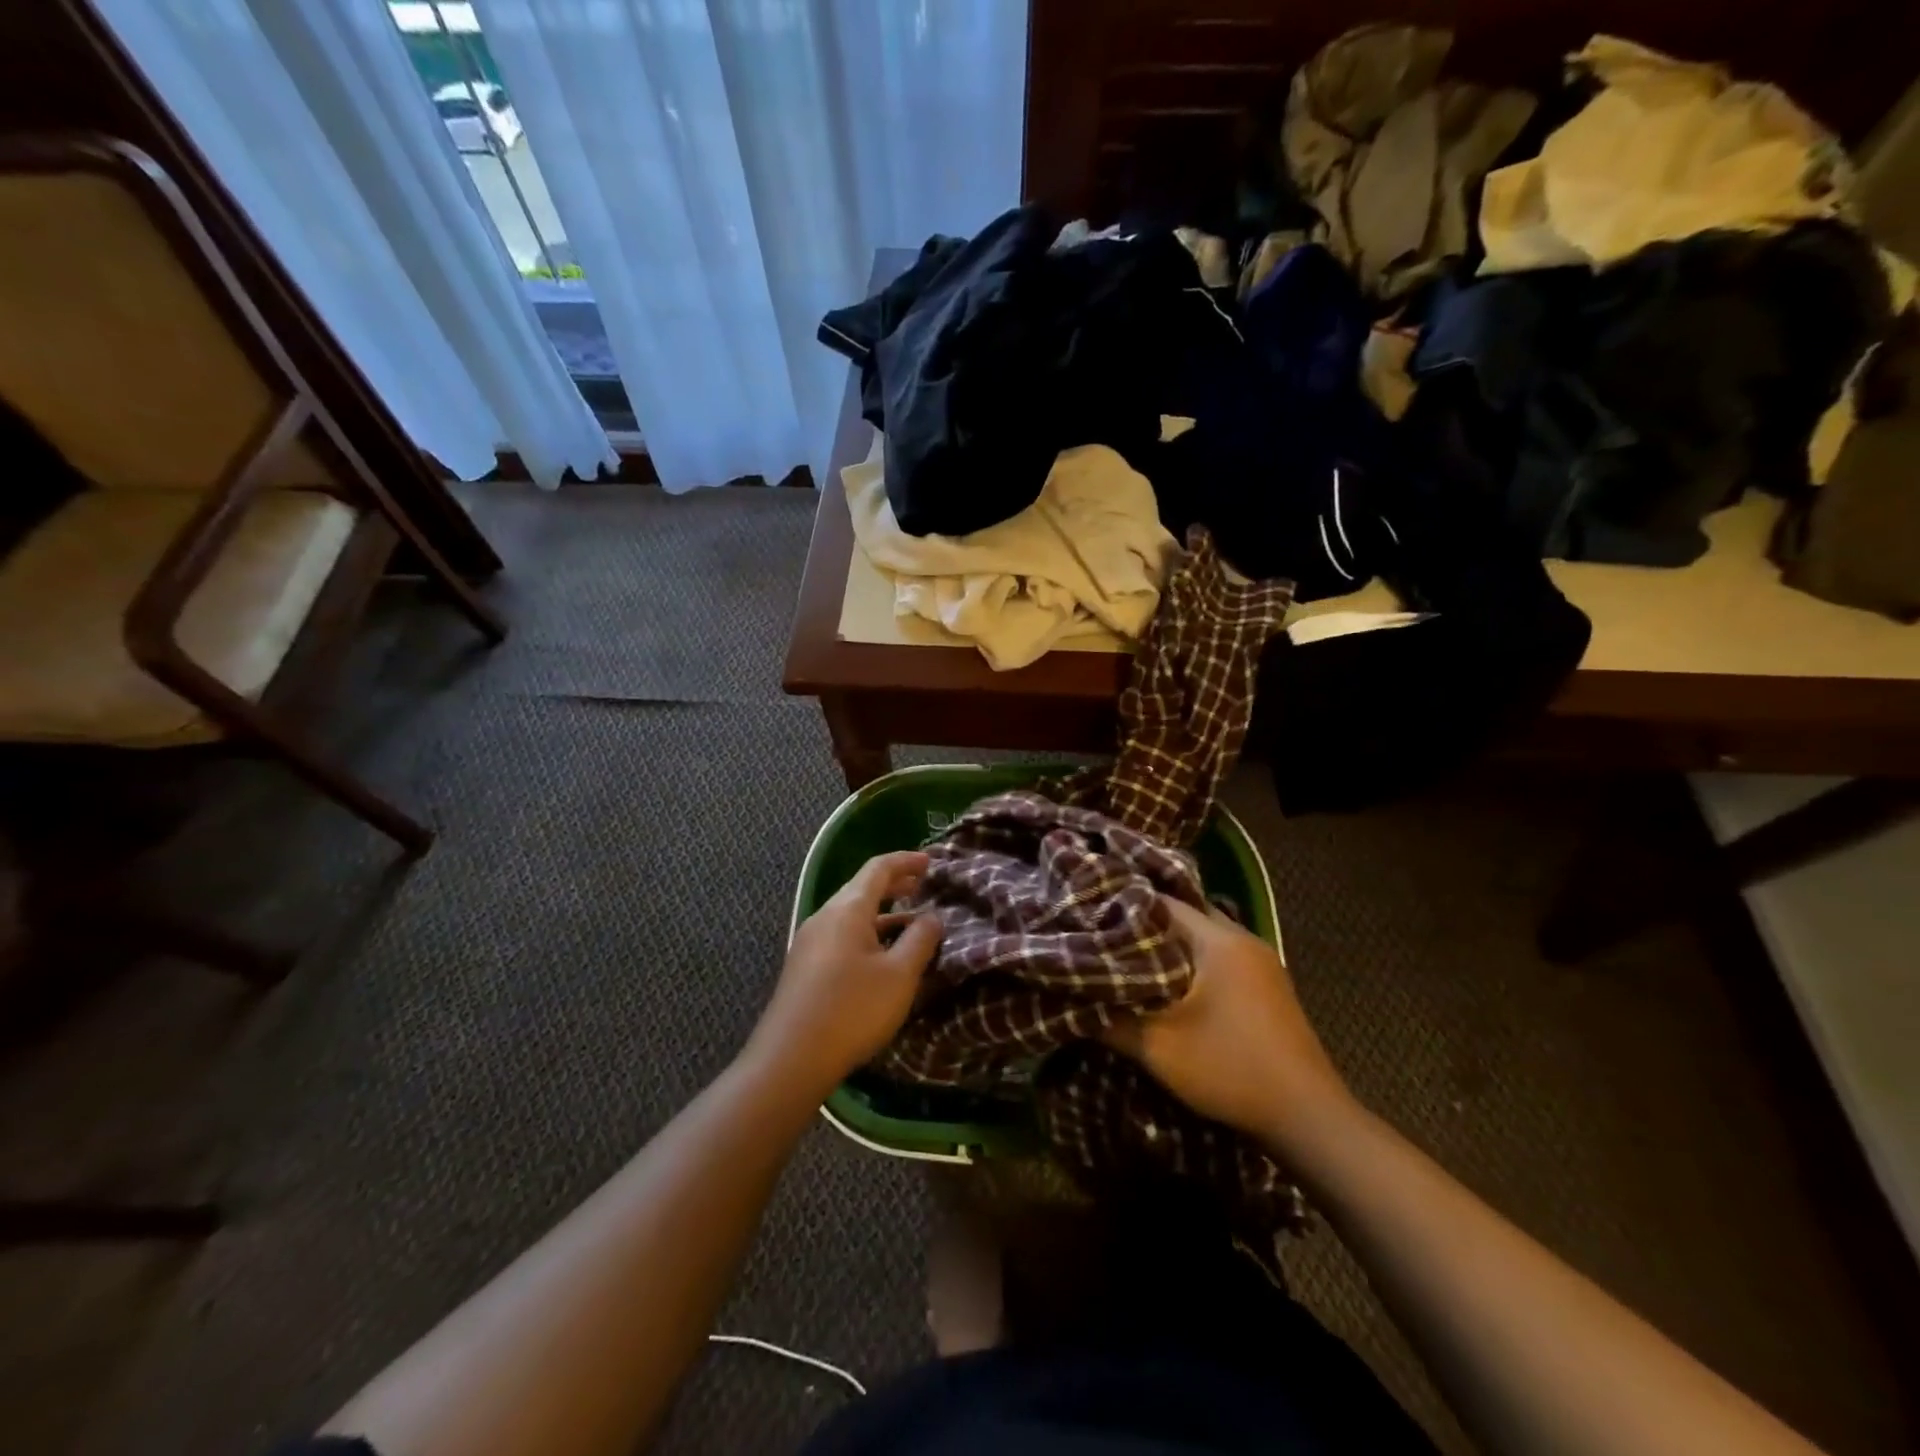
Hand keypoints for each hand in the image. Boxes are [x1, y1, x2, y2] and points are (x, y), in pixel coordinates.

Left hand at [746, 851, 942, 1097]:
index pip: (879, 868)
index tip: (931, 862)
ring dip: (882, 912)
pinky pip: (841, 935)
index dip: (907, 861)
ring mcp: (810, 942)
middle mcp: (825, 917)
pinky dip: (867, 932)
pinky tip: (881, 954)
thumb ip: (921, 939)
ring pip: (851, 914)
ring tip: (910, 921)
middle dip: (895, 884)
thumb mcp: (900, 975)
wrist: (790, 1059)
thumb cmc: (853, 1009)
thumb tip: (932, 916)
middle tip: (923, 886)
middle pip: (862, 888)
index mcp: (847, 909)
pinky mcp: (804, 967)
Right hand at [1103, 898, 1351, 1153]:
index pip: (1164, 903)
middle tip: (1105, 935)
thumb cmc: (1230, 1070)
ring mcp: (1263, 964)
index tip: (1090, 916)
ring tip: (1130, 958)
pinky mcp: (1270, 988)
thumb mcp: (1159, 1047)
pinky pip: (1222, 958)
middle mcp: (1244, 940)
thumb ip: (1112, 1021)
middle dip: (1146, 925)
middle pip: (1186, 917)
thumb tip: (1073, 1002)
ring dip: (1172, 946)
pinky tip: (1171, 984)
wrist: (1309, 1118)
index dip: (1124, 907)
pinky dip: (1194, 963)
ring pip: (1206, 938)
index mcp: (1220, 941)